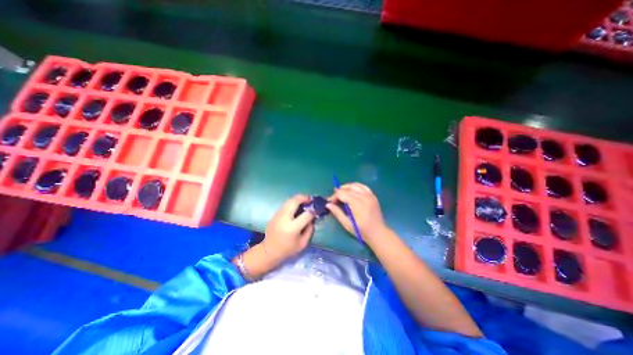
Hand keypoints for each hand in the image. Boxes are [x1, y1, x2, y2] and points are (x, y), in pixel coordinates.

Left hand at [261, 194, 314, 263]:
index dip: (313, 212)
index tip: (316, 210)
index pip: (306, 215)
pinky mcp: (274, 214)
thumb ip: (309, 230)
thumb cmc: (287, 249)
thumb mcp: (303, 243)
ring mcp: (278, 215)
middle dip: (304, 198)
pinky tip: (296, 207)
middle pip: (294, 201)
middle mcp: (284, 218)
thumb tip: (312, 217)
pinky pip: (285, 205)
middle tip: (310, 200)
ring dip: (297, 199)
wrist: (269, 250)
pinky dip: (292, 203)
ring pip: (289, 201)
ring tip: (304, 201)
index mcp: (292, 228)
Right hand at [329, 183, 388, 241]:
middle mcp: (364, 196)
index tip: (330, 202)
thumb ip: (337, 212)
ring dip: (347, 187)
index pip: (342, 193)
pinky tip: (352, 191)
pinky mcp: (373, 195)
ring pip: (355, 185)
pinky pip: (363, 186)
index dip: (334, 196)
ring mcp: (369, 195)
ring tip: (341, 193)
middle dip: (339, 191)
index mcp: (357, 203)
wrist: (378, 233)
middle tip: (334, 199)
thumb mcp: (347, 224)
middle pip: (348, 188)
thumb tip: (328, 204)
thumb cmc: (361, 231)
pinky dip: (356, 186)